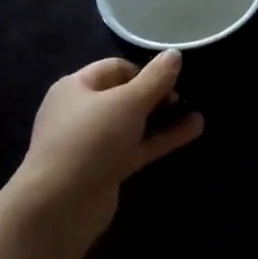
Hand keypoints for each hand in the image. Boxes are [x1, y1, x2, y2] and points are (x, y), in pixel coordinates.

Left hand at [8, 51, 203, 258]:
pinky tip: (193, 129)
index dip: (144, 70)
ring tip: (196, 110)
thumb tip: (175, 54)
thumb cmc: (91, 140)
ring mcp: (93, 143)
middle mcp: (81, 112)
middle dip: (155, 93)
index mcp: (76, 87)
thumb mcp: (128, 102)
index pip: (115, 68)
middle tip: (184, 96)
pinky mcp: (106, 168)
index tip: (172, 78)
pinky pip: (138, 146)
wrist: (61, 204)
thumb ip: (155, 79)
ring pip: (134, 123)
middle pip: (124, 95)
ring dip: (163, 116)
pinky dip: (162, 138)